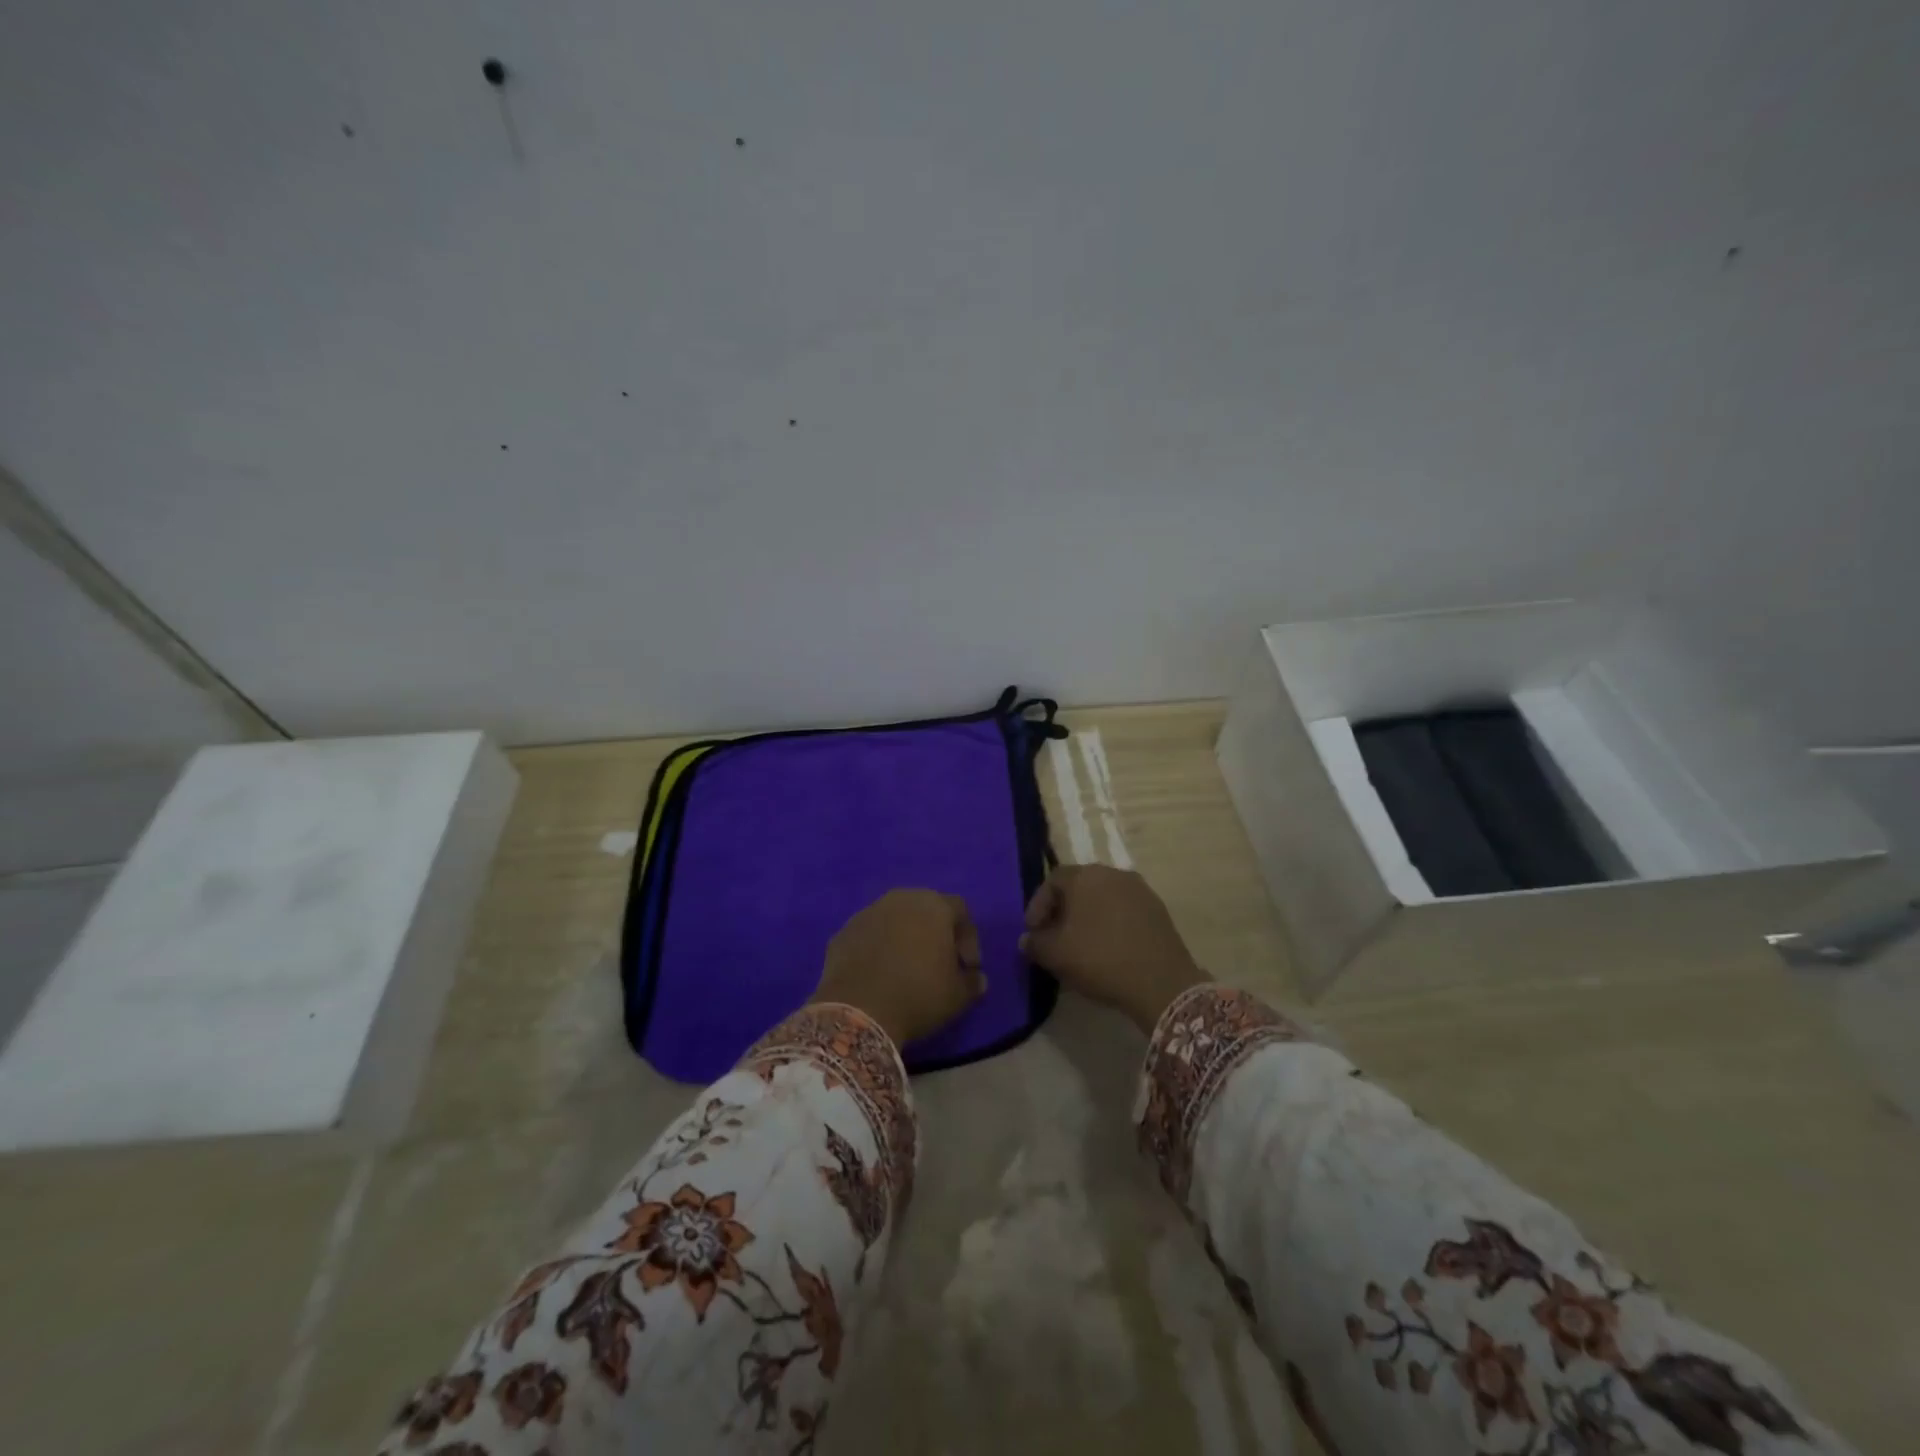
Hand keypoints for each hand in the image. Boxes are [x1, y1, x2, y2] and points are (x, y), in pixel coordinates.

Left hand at [812, 889, 986, 1046]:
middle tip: (939, 965)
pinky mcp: (842, 932)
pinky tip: (879, 976)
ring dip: (904, 939)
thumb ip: (972, 982)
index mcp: (934, 905)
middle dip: (936, 934)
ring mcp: (867, 913)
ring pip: (894, 920)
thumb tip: (976, 978)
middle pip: (925, 909)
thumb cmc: (918, 994)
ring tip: (907, 970)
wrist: (857, 1010)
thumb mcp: (958, 996)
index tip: (968, 967)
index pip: (960, 911)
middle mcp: (900, 899)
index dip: (969, 938)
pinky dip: (878, 949)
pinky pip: (869, 936)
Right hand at [1020, 866, 1208, 1031]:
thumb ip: (1034, 943)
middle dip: (1063, 910)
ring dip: (1088, 917)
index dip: (1038, 906)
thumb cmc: (1099, 959)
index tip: (1033, 932)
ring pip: (1103, 897)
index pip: (1052, 881)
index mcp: (1085, 875)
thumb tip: (1028, 939)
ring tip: (1081, 945)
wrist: (1160, 982)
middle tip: (1054, 937)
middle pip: (1079, 886)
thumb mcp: (1055, 954)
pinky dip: (1111, 923)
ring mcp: (1139, 889)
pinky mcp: (1158, 909)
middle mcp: (1112, 873)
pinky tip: (1108, 948)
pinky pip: (1124, 910)